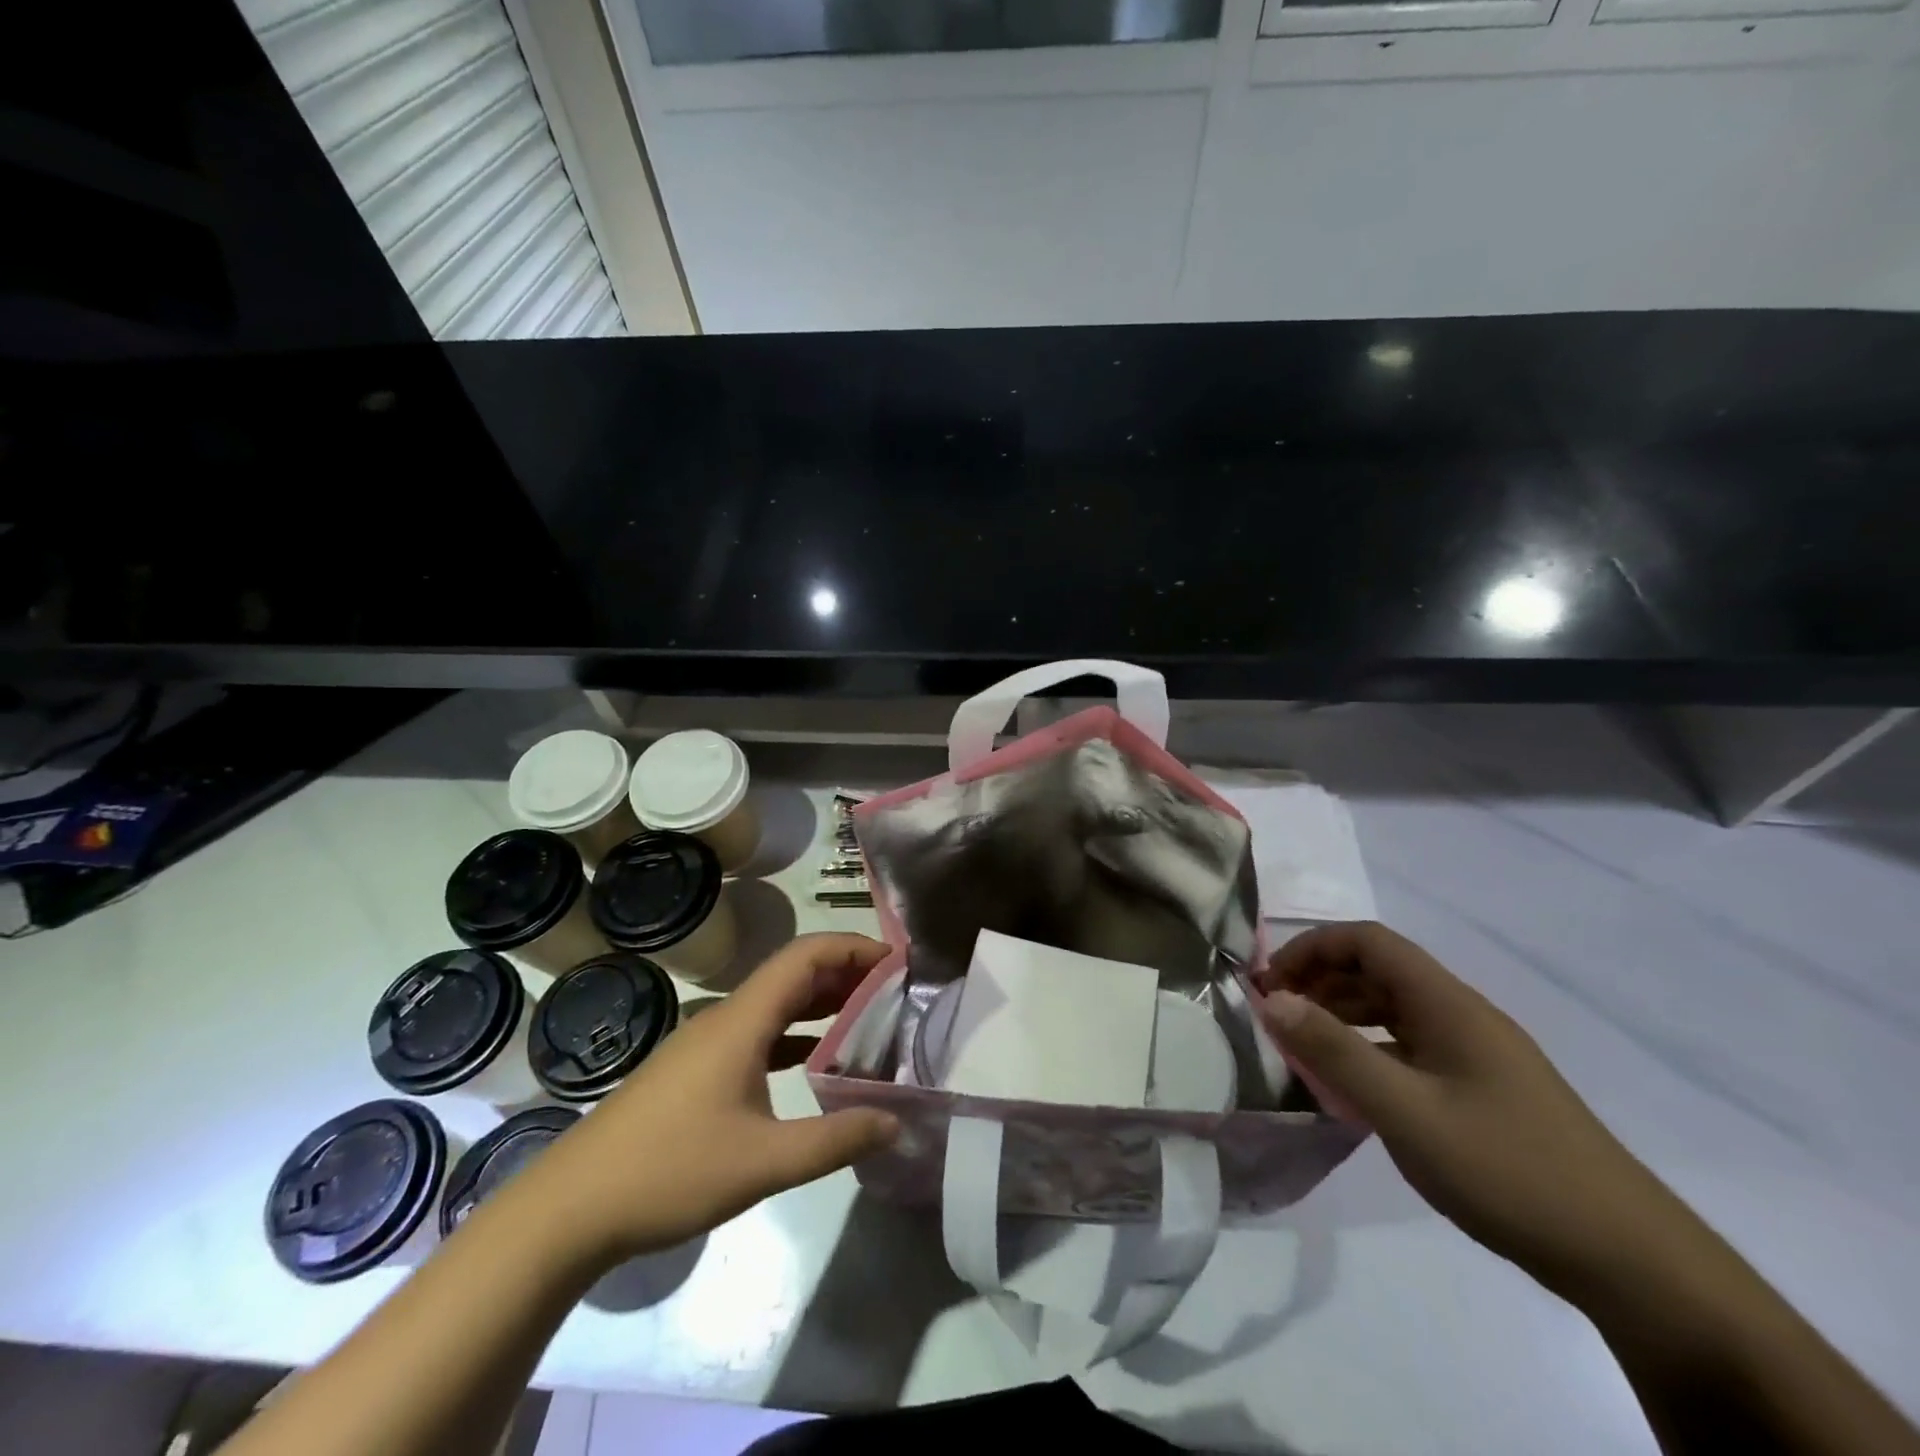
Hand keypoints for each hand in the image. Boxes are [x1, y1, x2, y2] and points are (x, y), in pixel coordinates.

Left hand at [514, 933, 900, 1267]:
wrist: (571, 1208)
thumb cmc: (669, 1172)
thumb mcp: (762, 1162)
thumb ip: (834, 1141)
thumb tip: (896, 1122)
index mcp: (743, 1019)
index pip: (806, 955)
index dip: (853, 947)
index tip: (897, 962)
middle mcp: (727, 1017)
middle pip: (794, 973)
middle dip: (846, 973)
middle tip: (895, 993)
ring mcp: (708, 1042)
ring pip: (776, 1003)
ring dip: (822, 1003)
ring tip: (870, 1020)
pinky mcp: (697, 1069)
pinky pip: (759, 1032)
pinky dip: (796, 1034)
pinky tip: (817, 1062)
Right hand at [1256, 921, 1685, 1297]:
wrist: (1630, 1260)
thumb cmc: (1508, 1170)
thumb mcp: (1406, 1112)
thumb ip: (1335, 1051)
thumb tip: (1272, 999)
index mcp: (1447, 1004)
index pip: (1368, 941)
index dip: (1312, 948)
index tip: (1271, 984)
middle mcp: (1461, 1015)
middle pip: (1377, 970)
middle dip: (1319, 981)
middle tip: (1275, 1017)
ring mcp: (1475, 1053)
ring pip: (1392, 1010)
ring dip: (1341, 1016)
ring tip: (1301, 1050)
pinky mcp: (1482, 1089)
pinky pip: (1409, 1048)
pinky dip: (1368, 1051)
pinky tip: (1350, 1089)